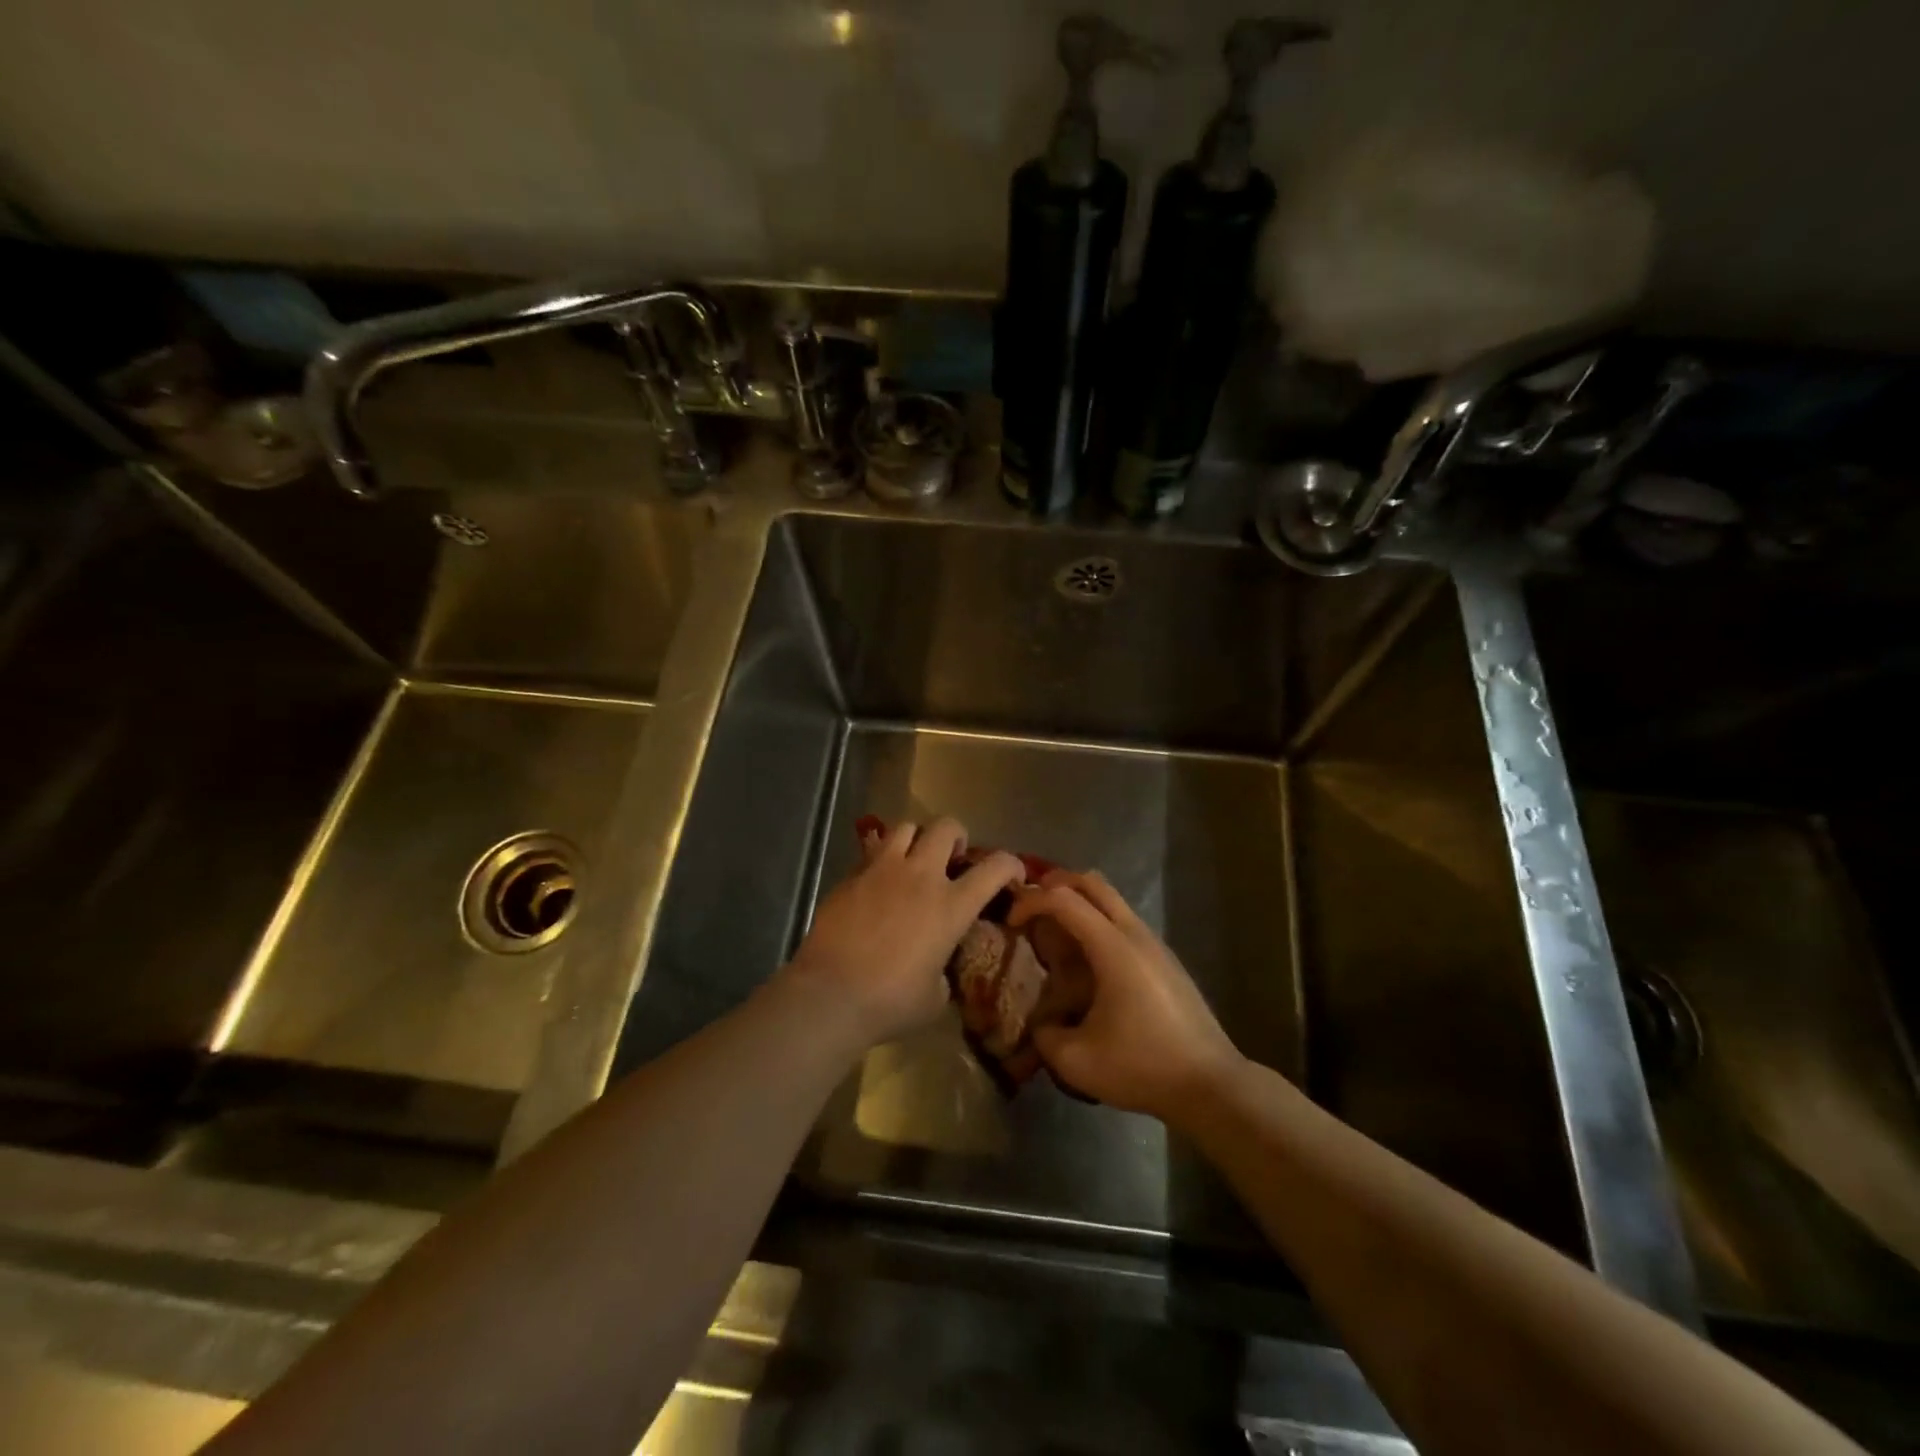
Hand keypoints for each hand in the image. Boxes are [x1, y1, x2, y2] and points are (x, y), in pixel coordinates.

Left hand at [785, 818, 1023, 1051]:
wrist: (830, 994)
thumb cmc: (890, 1002)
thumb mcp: (935, 996)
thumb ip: (943, 970)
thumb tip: (937, 966)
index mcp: (950, 906)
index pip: (995, 867)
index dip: (1011, 864)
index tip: (1013, 874)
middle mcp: (920, 876)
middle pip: (946, 827)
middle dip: (956, 837)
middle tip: (953, 858)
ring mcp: (882, 870)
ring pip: (906, 827)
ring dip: (917, 840)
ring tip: (913, 861)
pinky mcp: (851, 876)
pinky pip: (872, 852)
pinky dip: (882, 860)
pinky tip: (878, 884)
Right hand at [1009, 870, 1242, 1119]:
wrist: (1210, 1084)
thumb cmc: (1142, 1067)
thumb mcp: (1077, 1062)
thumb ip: (1044, 1035)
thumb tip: (1040, 1023)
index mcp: (1113, 947)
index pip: (1063, 898)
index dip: (1030, 901)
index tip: (1011, 922)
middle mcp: (1134, 933)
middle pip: (1091, 881)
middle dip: (1054, 884)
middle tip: (1030, 907)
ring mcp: (1154, 943)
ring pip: (1111, 899)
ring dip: (1078, 902)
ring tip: (1053, 933)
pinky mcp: (1165, 959)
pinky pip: (1123, 921)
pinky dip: (1096, 921)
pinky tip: (1086, 961)